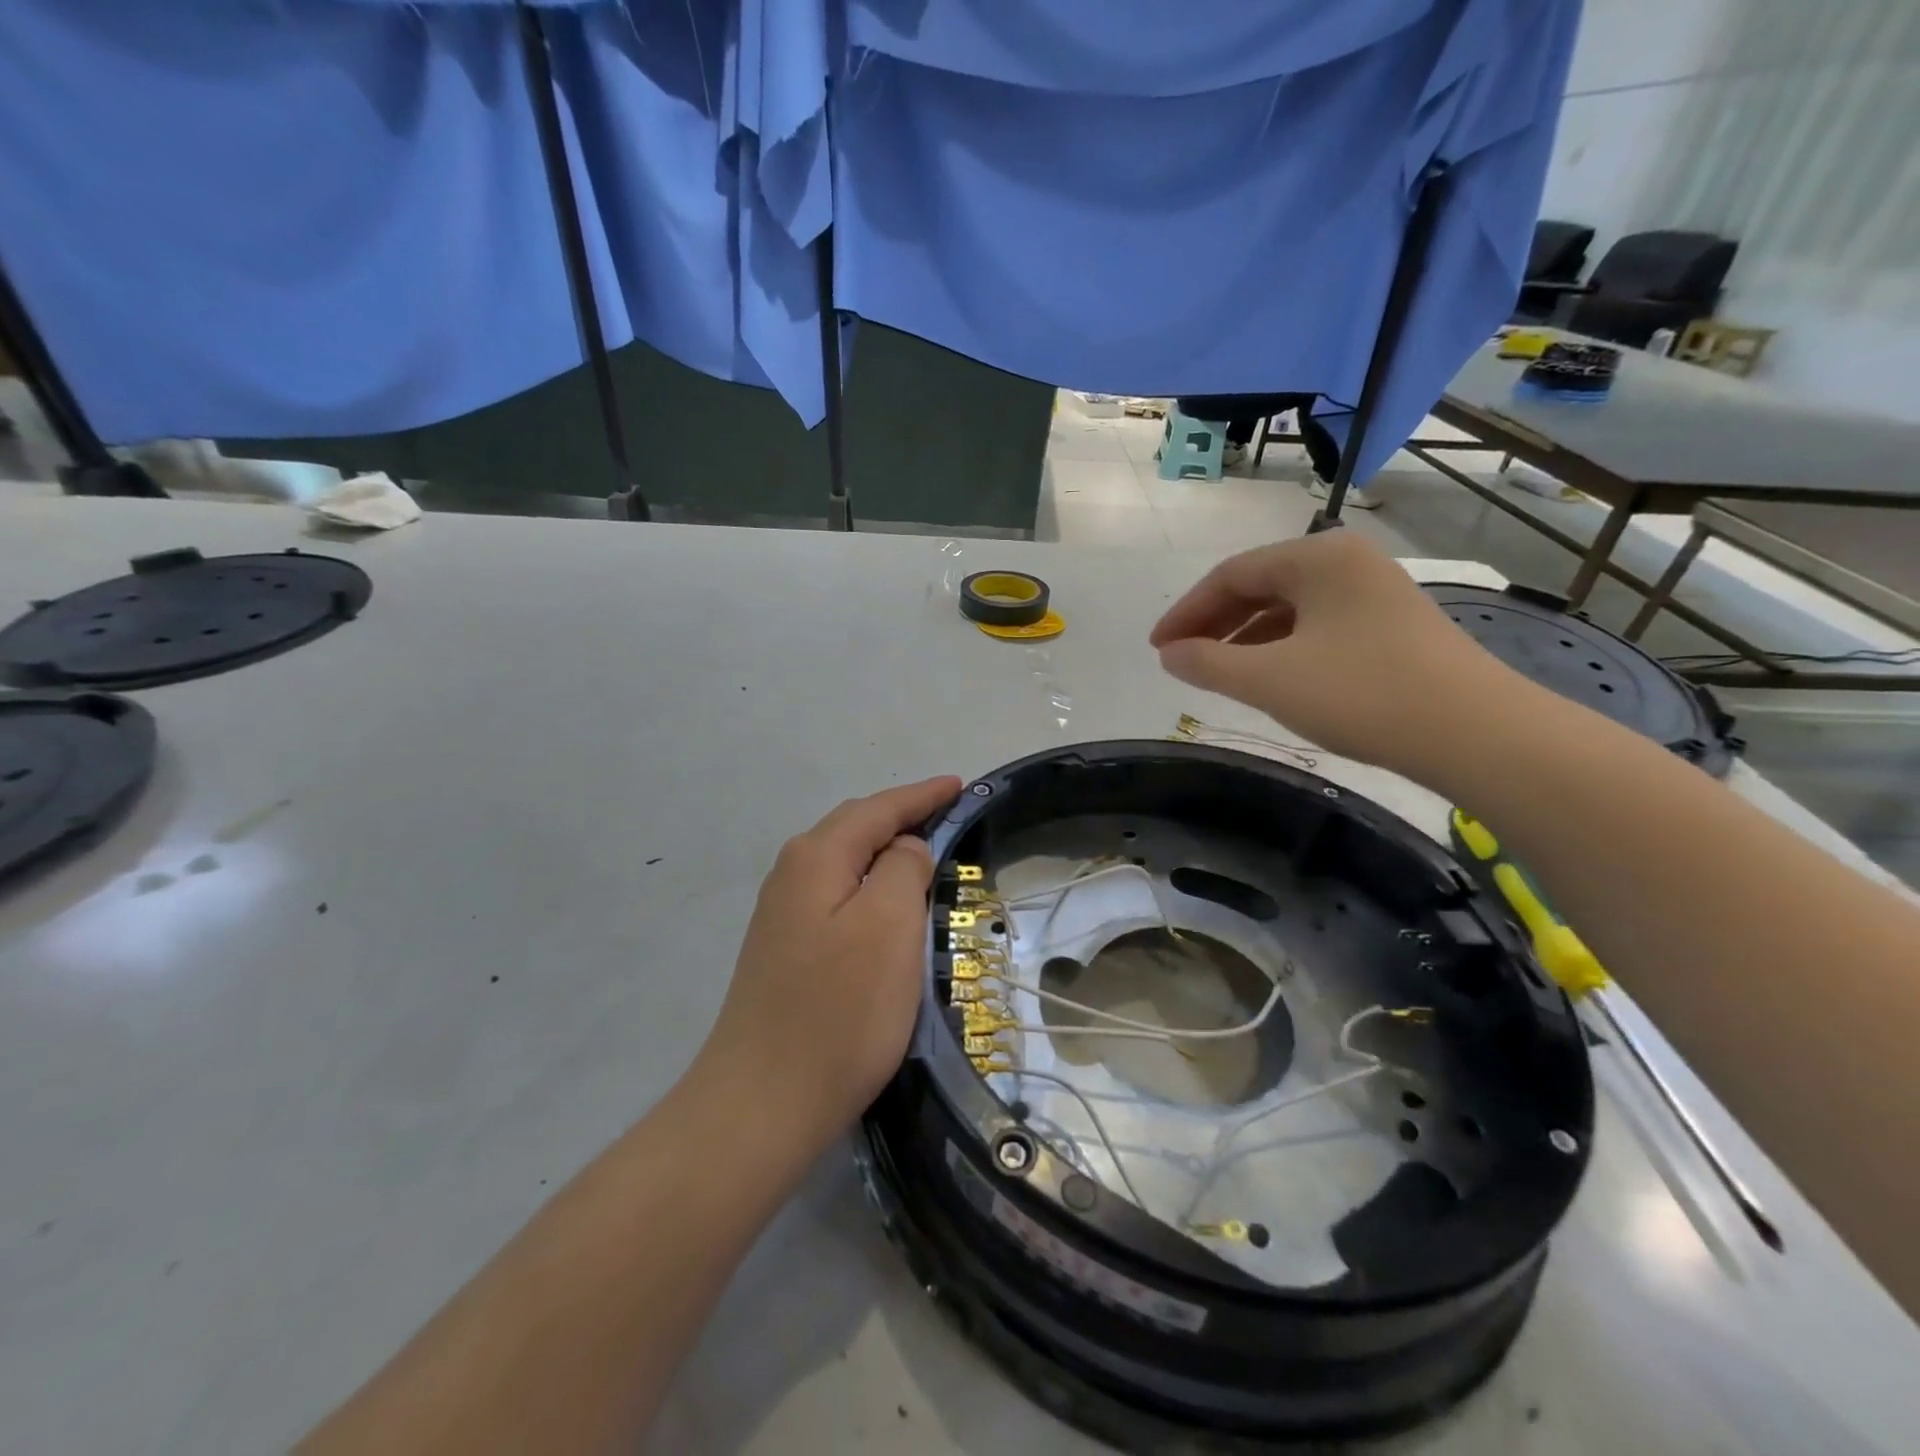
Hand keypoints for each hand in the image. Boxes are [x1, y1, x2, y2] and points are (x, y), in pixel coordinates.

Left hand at [695, 776, 962, 1146]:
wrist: (762, 1104)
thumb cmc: (839, 1011)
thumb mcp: (889, 926)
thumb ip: (903, 868)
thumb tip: (904, 849)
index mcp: (816, 858)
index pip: (878, 809)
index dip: (921, 795)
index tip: (959, 785)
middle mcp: (792, 875)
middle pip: (855, 828)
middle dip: (902, 817)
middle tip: (948, 815)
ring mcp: (783, 915)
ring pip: (844, 863)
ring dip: (885, 852)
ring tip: (924, 853)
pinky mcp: (785, 951)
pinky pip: (837, 896)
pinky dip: (870, 887)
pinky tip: (885, 905)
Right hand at [1150, 532, 1517, 775]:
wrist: (1476, 733)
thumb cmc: (1362, 694)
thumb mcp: (1269, 679)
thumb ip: (1207, 663)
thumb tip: (1169, 654)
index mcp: (1318, 556)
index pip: (1231, 574)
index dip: (1186, 612)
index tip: (1157, 648)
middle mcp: (1347, 562)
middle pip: (1261, 586)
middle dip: (1214, 623)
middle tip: (1179, 660)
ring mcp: (1374, 593)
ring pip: (1289, 608)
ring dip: (1245, 638)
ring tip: (1215, 672)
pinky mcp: (1391, 627)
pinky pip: (1316, 627)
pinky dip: (1280, 648)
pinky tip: (1267, 677)